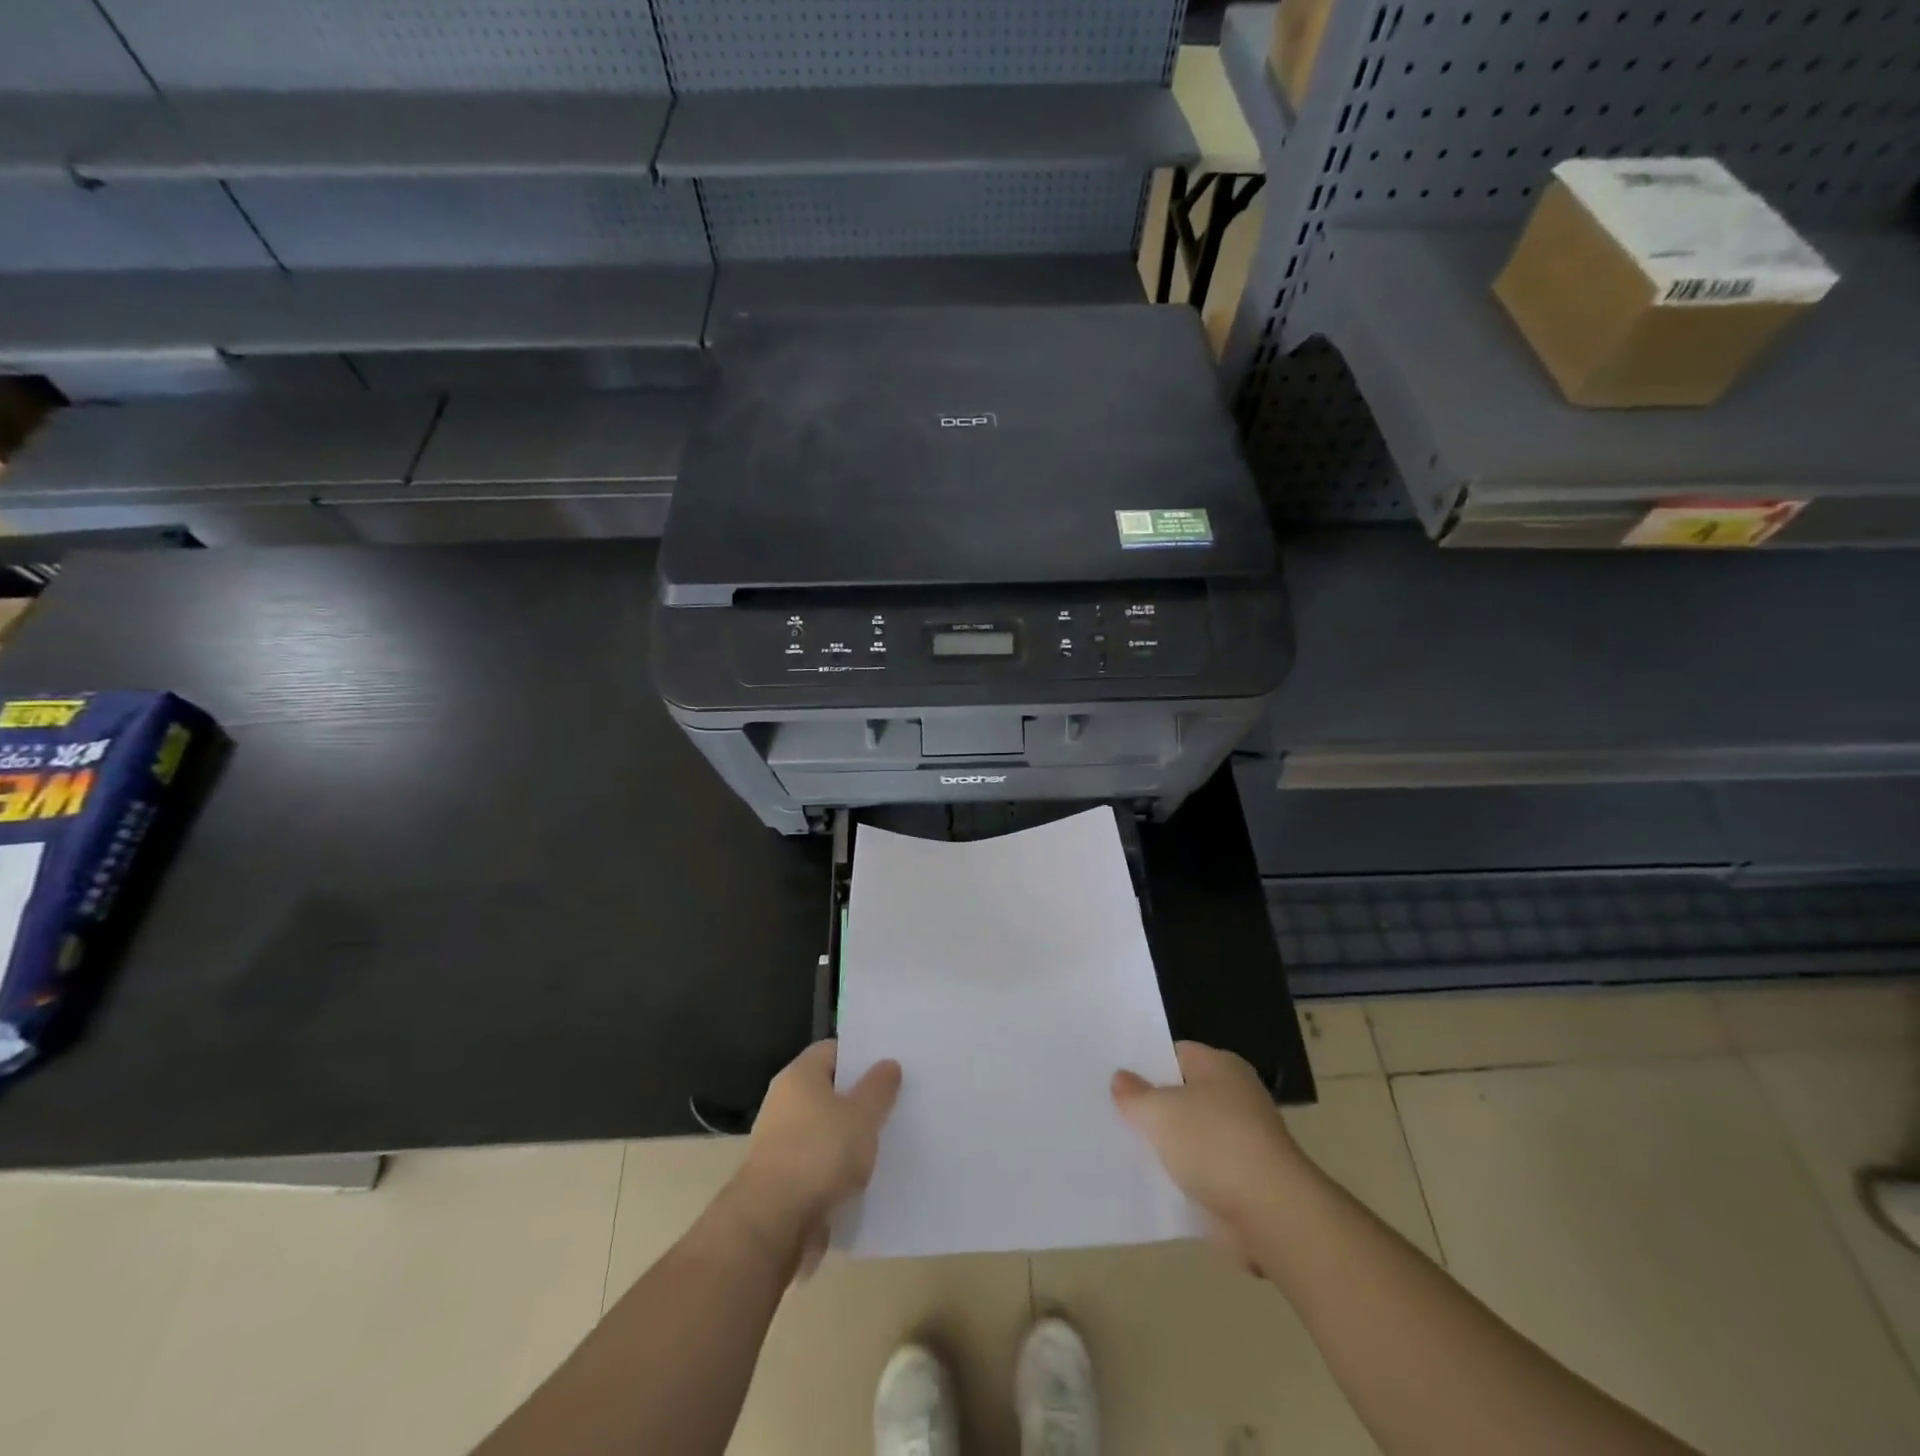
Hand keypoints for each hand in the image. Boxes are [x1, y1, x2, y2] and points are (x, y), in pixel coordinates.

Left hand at [726, 1040, 901, 1275]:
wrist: (773, 1224)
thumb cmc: (820, 1154)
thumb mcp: (862, 1116)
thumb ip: (878, 1088)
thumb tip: (888, 1064)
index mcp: (799, 1076)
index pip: (832, 1050)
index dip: (861, 1057)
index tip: (888, 1068)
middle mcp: (784, 1102)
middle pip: (828, 1091)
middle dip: (859, 1099)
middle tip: (894, 1104)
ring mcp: (779, 1142)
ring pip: (824, 1129)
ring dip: (849, 1137)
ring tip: (884, 1143)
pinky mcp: (782, 1179)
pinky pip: (817, 1162)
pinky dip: (837, 1168)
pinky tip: (863, 1178)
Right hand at [1112, 1042, 1301, 1251]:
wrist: (1270, 1214)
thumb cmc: (1214, 1144)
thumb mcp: (1159, 1112)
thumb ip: (1134, 1094)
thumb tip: (1120, 1078)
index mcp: (1220, 1066)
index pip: (1175, 1053)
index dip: (1144, 1062)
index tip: (1112, 1075)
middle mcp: (1235, 1095)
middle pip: (1182, 1093)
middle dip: (1152, 1104)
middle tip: (1110, 1109)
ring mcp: (1242, 1138)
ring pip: (1191, 1133)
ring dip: (1167, 1143)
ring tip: (1122, 1145)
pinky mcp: (1243, 1178)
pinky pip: (1202, 1168)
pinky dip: (1182, 1174)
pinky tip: (1151, 1180)